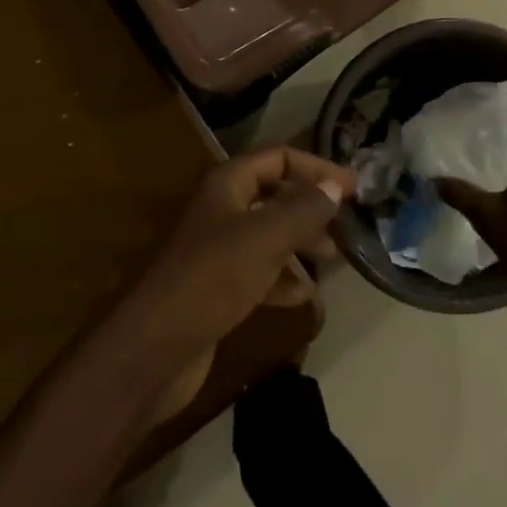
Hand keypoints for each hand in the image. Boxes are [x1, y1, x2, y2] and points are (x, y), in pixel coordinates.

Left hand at [121, 149, 352, 420]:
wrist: (153, 348)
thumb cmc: (211, 279)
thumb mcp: (265, 237)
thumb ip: (304, 209)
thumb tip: (335, 187)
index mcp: (226, 184)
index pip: (278, 157)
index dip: (316, 167)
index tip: (353, 187)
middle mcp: (220, 210)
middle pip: (273, 194)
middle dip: (310, 205)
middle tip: (345, 225)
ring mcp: (215, 251)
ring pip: (267, 234)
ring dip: (299, 242)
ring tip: (331, 258)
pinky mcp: (215, 289)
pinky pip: (258, 273)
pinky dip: (282, 279)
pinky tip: (303, 295)